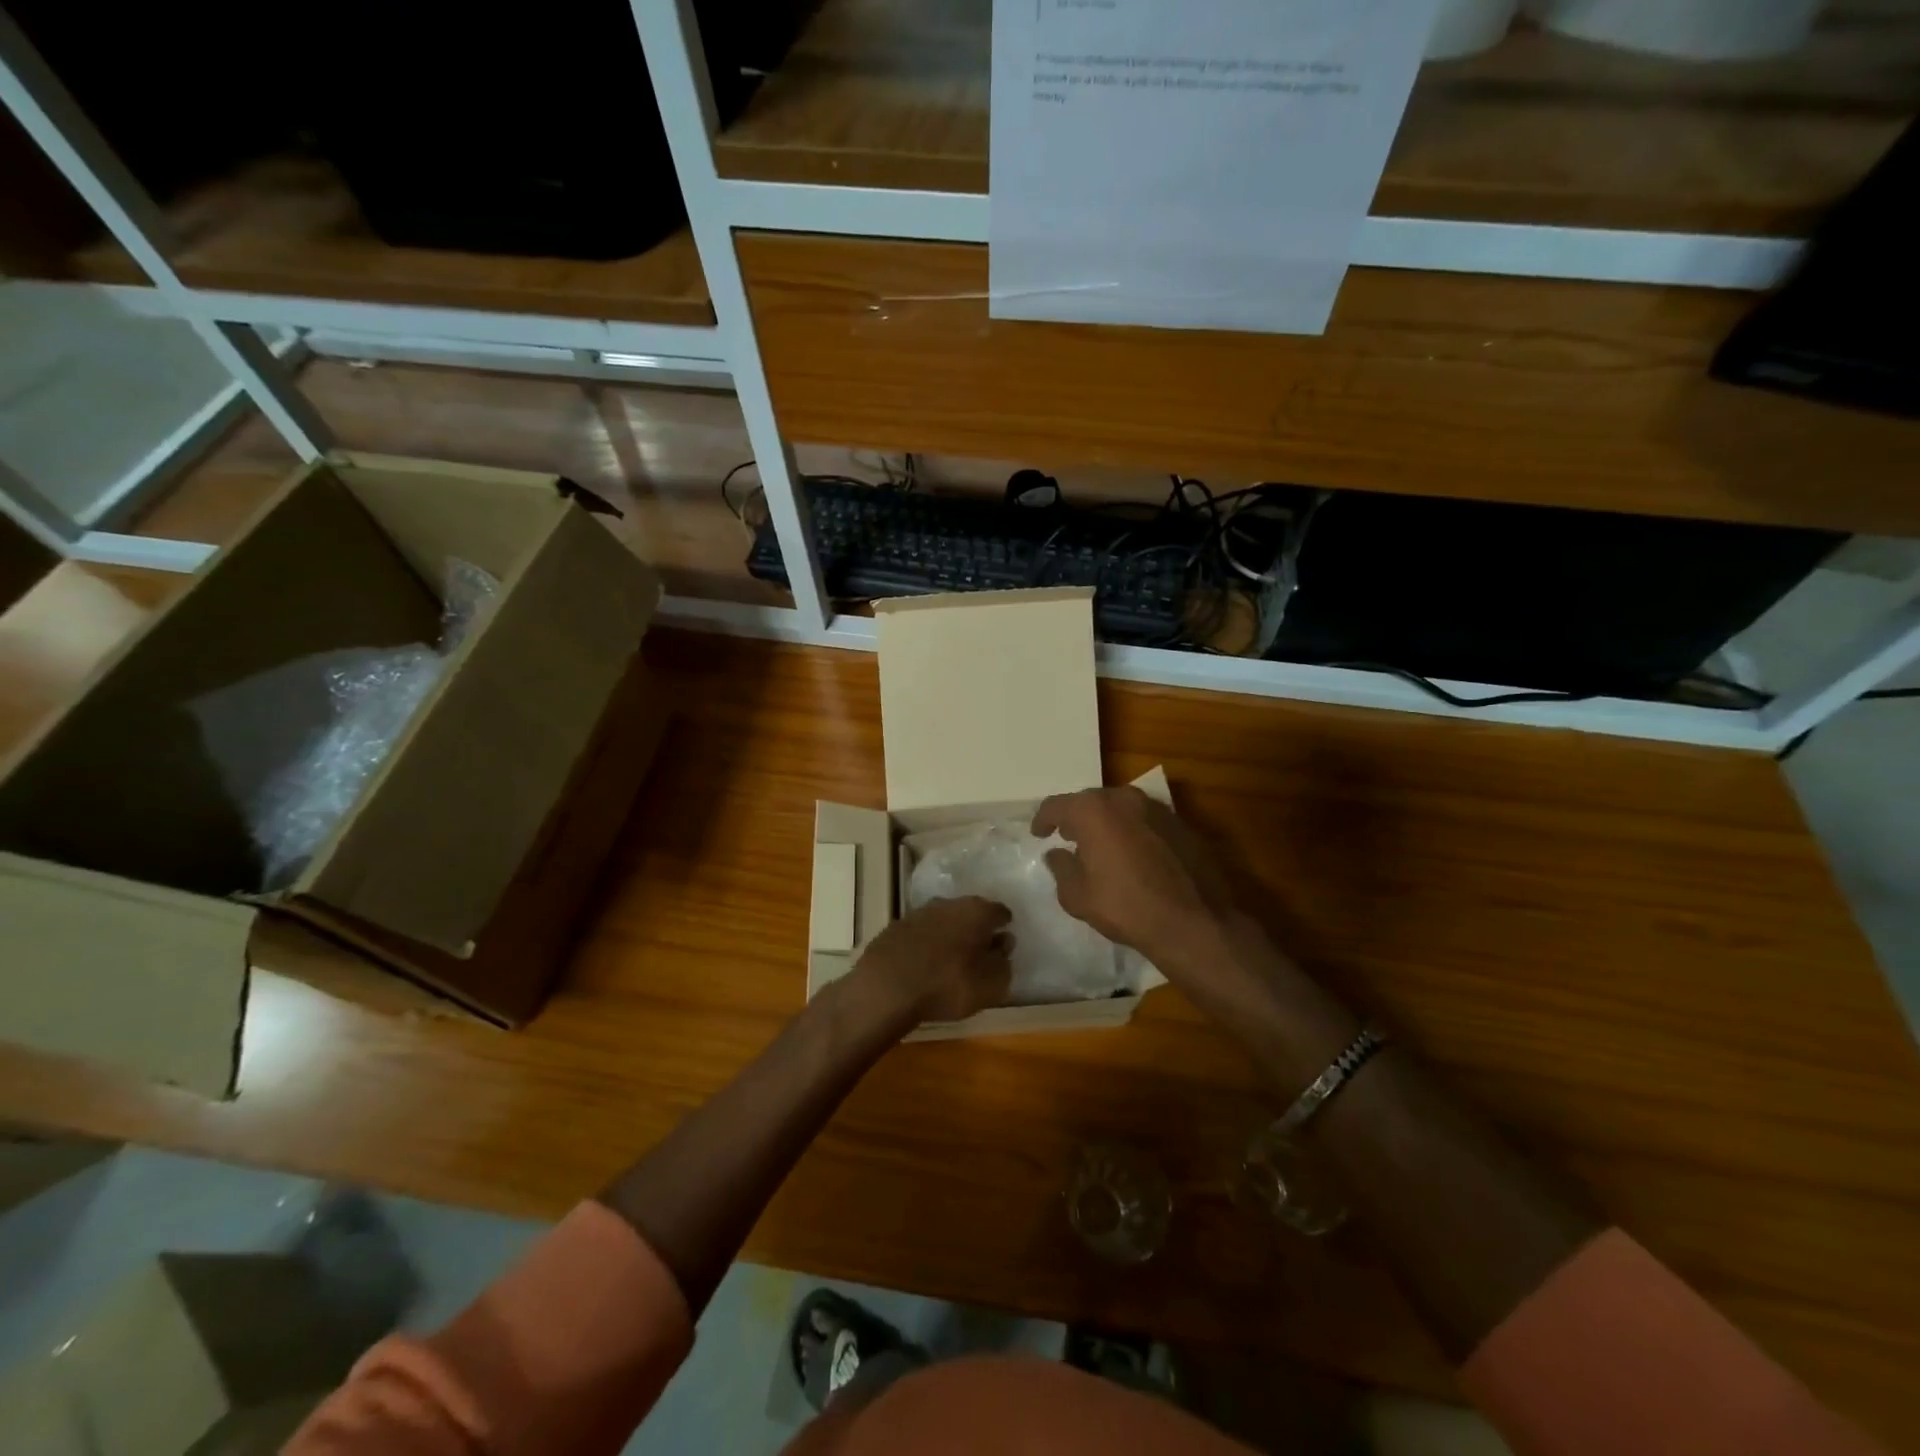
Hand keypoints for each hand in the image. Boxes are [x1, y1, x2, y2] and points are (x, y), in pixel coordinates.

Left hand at [847, 896, 1012, 1027]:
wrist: (887, 987)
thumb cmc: (948, 984)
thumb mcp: (991, 984)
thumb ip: (1003, 962)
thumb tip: (1003, 945)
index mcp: (977, 911)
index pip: (1000, 912)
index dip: (1004, 926)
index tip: (1005, 940)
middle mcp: (948, 903)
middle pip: (970, 912)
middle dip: (976, 928)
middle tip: (980, 950)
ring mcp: (919, 913)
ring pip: (943, 920)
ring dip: (950, 935)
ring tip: (951, 959)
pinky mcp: (895, 927)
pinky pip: (921, 934)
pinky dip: (927, 944)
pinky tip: (925, 964)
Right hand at [1031, 786, 1231, 968]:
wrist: (1194, 921)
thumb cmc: (1126, 907)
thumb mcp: (1078, 896)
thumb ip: (1061, 869)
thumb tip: (1057, 854)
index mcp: (1093, 810)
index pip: (1056, 805)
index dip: (1043, 820)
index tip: (1039, 834)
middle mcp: (1124, 798)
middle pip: (1090, 801)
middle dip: (1076, 818)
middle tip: (1068, 838)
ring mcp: (1156, 808)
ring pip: (1120, 807)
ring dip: (1106, 822)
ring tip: (1100, 846)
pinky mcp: (1180, 823)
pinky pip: (1144, 819)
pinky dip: (1131, 830)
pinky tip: (1132, 854)